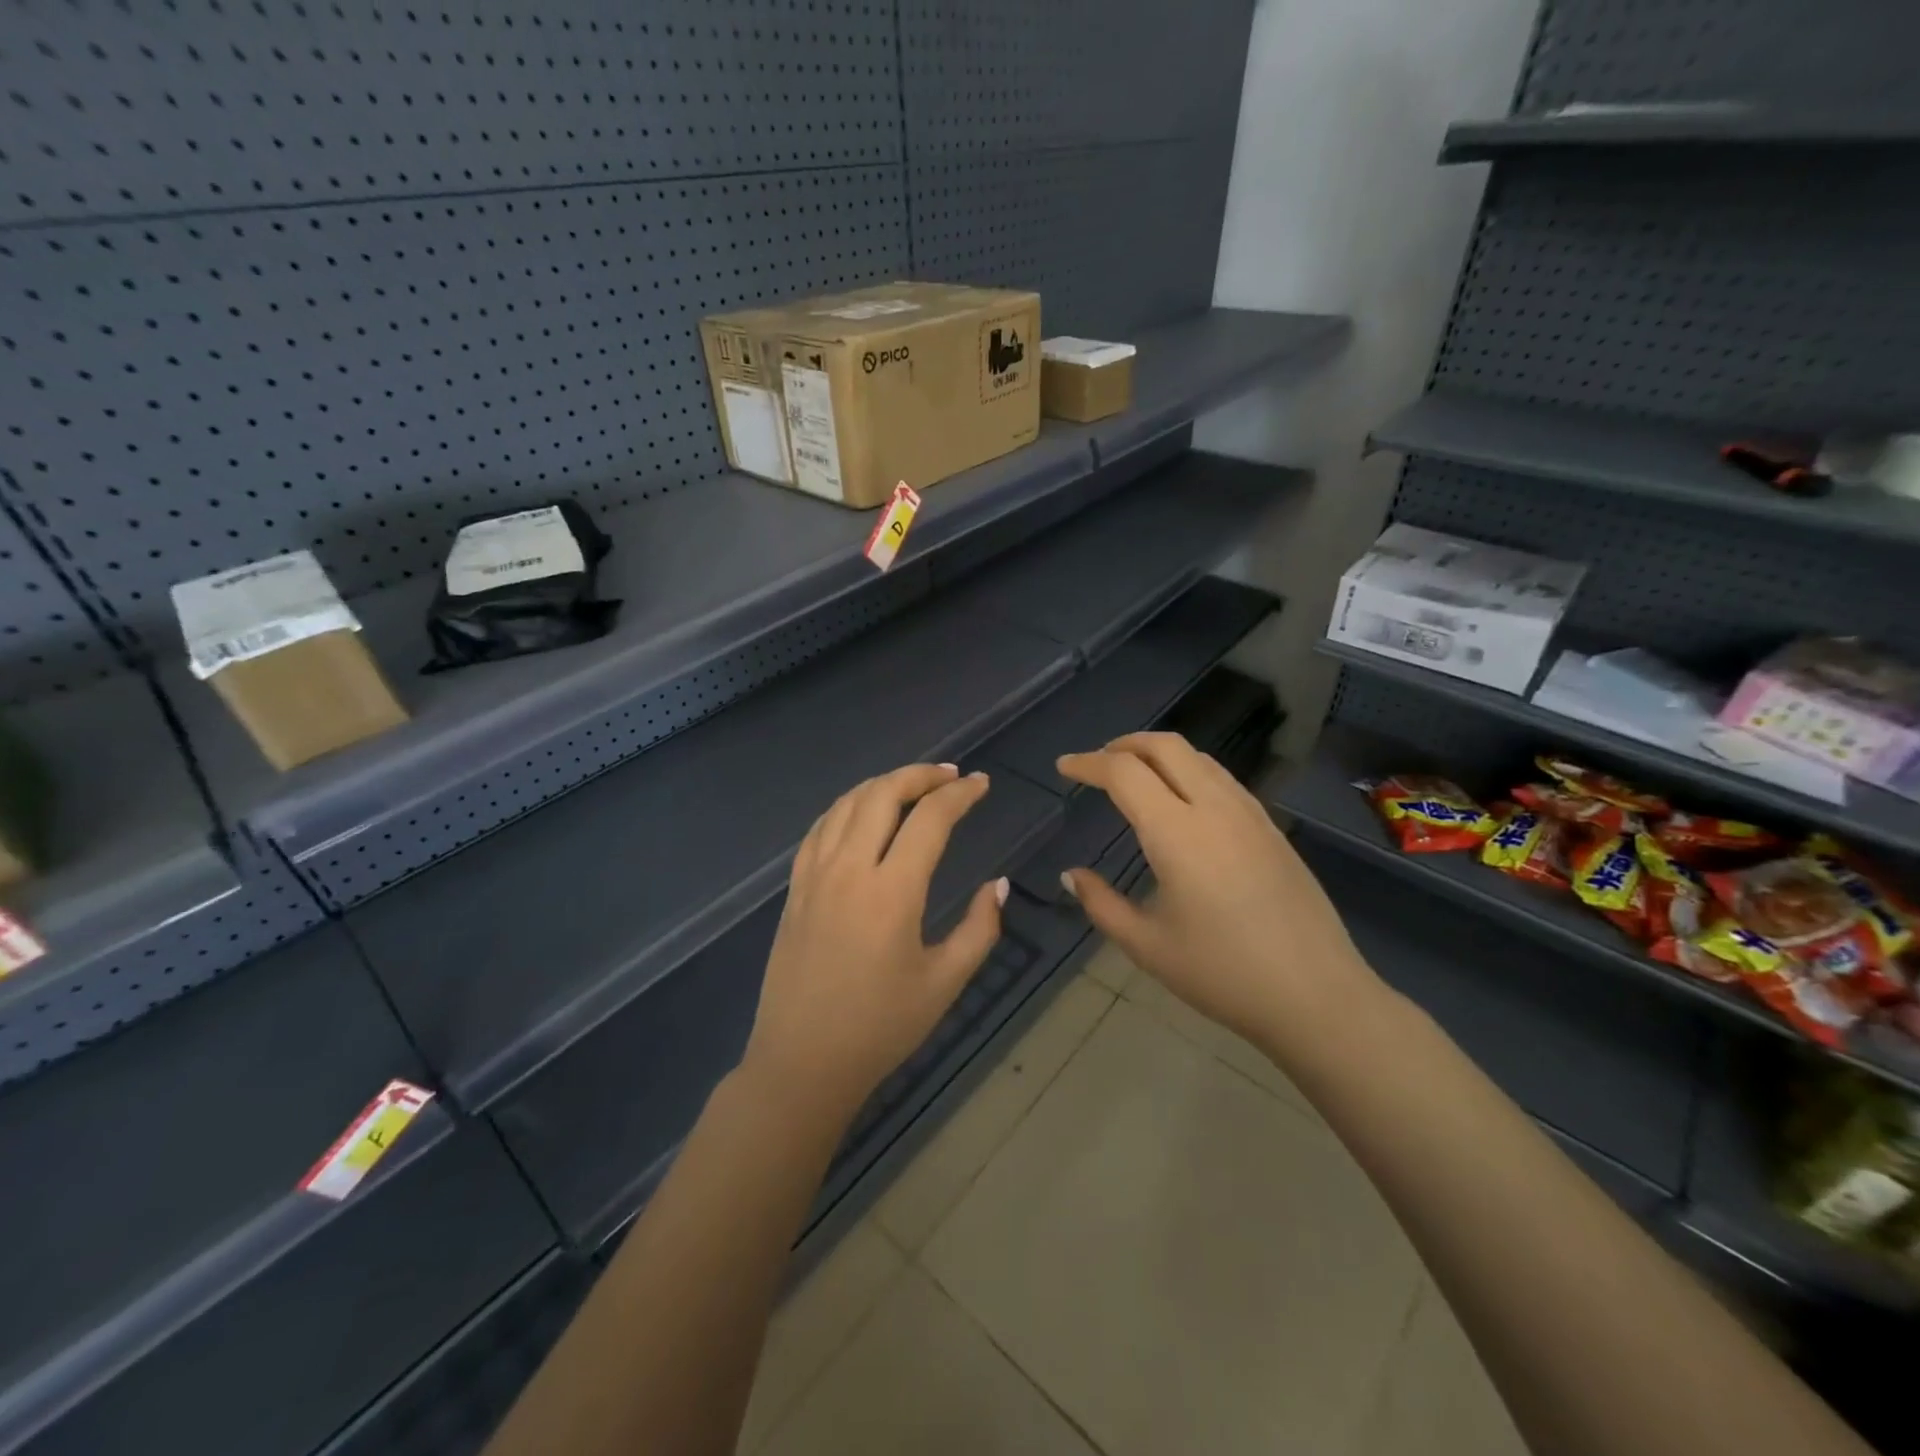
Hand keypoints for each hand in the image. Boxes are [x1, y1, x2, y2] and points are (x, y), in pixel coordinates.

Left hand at [741, 763, 1007, 1123]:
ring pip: (847, 803)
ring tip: (913, 785)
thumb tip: (997, 885)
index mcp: (891, 892)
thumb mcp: (944, 983)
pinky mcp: (796, 888)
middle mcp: (849, 870)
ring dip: (884, 784)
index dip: (960, 795)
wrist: (802, 1061)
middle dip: (920, 775)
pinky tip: (863, 812)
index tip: (982, 784)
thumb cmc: (880, 1027)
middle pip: (883, 794)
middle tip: (950, 776)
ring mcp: (815, 875)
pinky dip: (847, 806)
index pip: (929, 819)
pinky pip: (820, 827)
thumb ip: (978, 929)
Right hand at [1057, 733, 1379, 1055]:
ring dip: (1159, 754)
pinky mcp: (1271, 829)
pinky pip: (1222, 778)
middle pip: (1166, 746)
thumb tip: (1070, 875)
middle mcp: (1214, 808)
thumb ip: (1101, 904)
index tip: (1064, 767)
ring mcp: (1249, 814)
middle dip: (1125, 744)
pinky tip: (1182, 801)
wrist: (1317, 996)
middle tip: (1097, 762)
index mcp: (1177, 833)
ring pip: (1199, 757)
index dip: (1088, 763)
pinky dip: (1189, 771)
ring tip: (1135, 775)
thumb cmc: (1223, 974)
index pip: (1124, 773)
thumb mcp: (1147, 946)